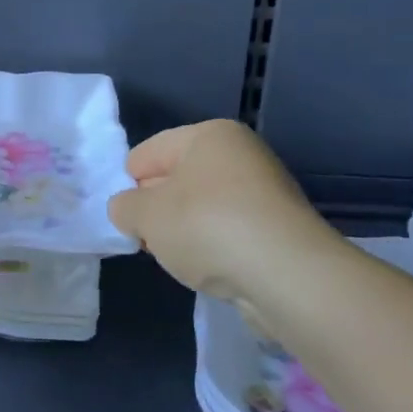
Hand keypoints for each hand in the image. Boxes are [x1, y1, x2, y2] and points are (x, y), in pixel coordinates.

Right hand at [108, 120, 327, 301]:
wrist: (288, 276)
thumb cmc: (208, 227)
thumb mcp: (146, 215)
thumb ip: (124, 207)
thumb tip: (128, 210)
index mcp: (209, 135)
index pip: (149, 152)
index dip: (130, 184)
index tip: (126, 216)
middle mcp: (241, 154)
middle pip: (177, 178)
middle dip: (157, 209)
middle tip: (146, 239)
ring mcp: (265, 191)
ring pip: (203, 207)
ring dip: (184, 231)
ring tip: (178, 258)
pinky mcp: (279, 229)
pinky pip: (229, 231)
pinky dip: (214, 247)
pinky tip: (208, 268)